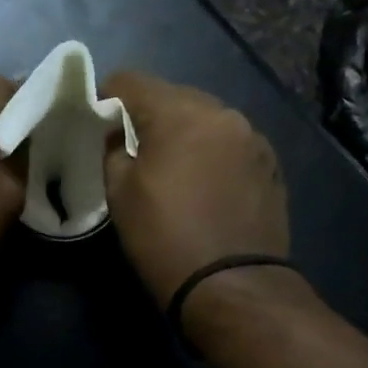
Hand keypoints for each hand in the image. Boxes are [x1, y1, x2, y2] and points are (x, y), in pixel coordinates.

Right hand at [101, 71, 289, 308]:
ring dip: (182, 131)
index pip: (132, 80)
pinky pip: (229, 142)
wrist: (233, 287)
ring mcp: (252, 138)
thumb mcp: (120, 193)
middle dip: (148, 113)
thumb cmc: (165, 238)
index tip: (97, 119)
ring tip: (169, 164)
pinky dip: (210, 150)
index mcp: (180, 113)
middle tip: (130, 144)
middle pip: (173, 95)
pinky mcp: (270, 164)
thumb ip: (114, 149)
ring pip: (204, 118)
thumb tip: (118, 134)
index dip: (107, 95)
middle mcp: (222, 113)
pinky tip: (201, 181)